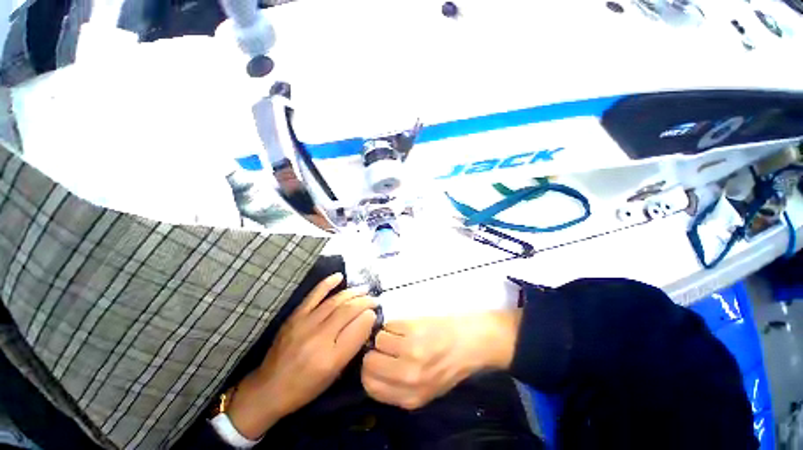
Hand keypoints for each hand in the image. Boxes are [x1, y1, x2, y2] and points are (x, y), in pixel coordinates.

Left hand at [227, 273, 376, 438]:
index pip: (358, 329)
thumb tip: (366, 321)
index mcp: (331, 359)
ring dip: (353, 293)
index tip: (376, 312)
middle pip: (348, 311)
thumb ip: (352, 346)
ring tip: (364, 290)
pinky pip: (314, 295)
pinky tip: (339, 276)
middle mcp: (319, 338)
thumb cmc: (306, 387)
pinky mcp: (294, 317)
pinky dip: (327, 283)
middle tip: (375, 299)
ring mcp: (305, 324)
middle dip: (365, 302)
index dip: (370, 316)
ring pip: (335, 301)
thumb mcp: (334, 374)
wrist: (269, 389)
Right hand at [361, 310, 520, 409]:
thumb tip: (374, 373)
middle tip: (385, 347)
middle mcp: (408, 376)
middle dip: (374, 353)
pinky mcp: (414, 328)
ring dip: (385, 336)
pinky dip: (393, 325)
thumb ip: (400, 389)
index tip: (375, 362)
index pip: (371, 387)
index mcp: (411, 397)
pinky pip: (388, 325)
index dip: (369, 372)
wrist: (470, 340)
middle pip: (370, 363)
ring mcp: (411, 350)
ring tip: (399, 336)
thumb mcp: (427, 390)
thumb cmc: (449, 364)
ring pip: (378, 340)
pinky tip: (406, 327)